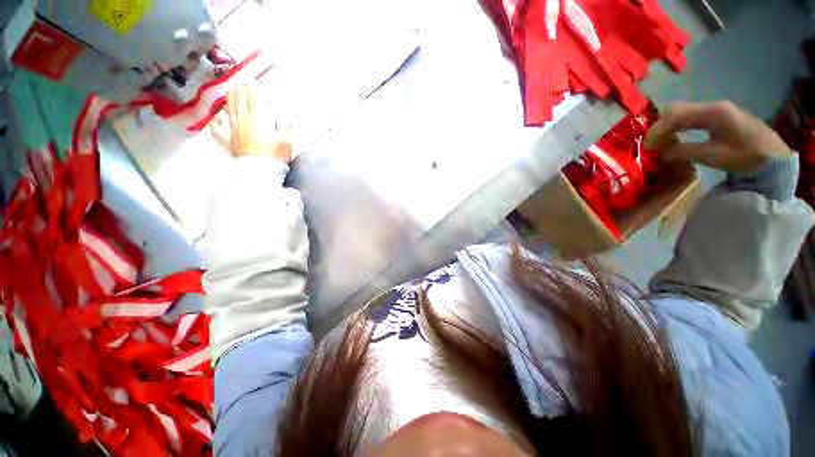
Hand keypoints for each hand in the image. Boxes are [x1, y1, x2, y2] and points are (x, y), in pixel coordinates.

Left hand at [211, 81, 292, 162]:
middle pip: (239, 101)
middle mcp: (242, 120)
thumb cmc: (274, 155)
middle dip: (238, 89)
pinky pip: (219, 130)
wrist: (260, 170)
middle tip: (237, 80)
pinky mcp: (229, 140)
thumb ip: (284, 127)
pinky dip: (216, 122)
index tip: (249, 79)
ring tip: (228, 91)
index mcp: (257, 119)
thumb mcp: (286, 140)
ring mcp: (233, 130)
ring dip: (228, 100)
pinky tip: (215, 118)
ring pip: (229, 110)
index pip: (253, 99)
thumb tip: (284, 116)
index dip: (251, 88)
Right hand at [645, 101, 790, 174]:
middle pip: (676, 109)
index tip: (646, 148)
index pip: (674, 115)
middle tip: (653, 145)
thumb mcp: (714, 157)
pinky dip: (678, 127)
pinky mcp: (719, 116)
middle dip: (659, 127)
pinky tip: (677, 139)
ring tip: (662, 144)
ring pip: (681, 112)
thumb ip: (685, 151)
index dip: (657, 130)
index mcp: (712, 112)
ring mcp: (716, 110)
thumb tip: (660, 153)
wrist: (776, 159)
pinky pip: (690, 117)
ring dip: (668, 127)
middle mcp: (712, 106)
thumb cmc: (748, 157)